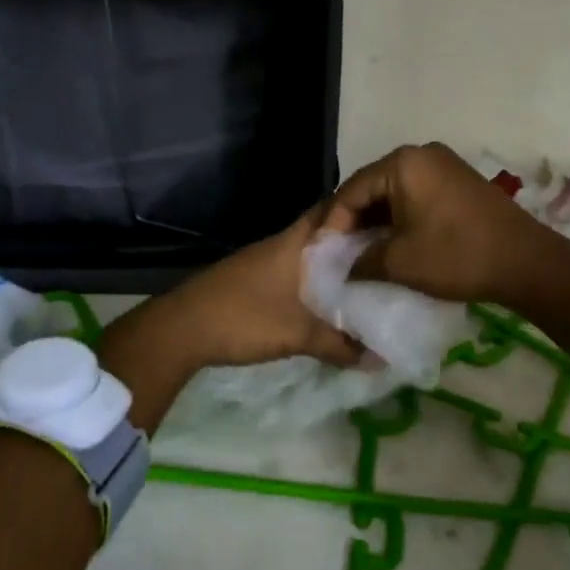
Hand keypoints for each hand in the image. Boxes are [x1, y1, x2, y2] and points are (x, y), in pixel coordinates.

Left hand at [156, 209, 367, 369]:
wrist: (181, 329)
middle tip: (385, 255)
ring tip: (364, 279)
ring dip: (330, 264)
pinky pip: (291, 271)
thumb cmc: (244, 318)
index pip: (332, 210)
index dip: (360, 212)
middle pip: (322, 233)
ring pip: (306, 255)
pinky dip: (310, 280)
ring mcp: (261, 261)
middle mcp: (279, 244)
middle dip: (351, 242)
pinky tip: (323, 300)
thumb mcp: (297, 334)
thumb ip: (339, 345)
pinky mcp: (251, 279)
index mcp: (293, 242)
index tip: (389, 221)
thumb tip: (381, 358)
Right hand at [320, 142, 556, 306]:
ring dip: (378, 220)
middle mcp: (422, 154)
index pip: (352, 190)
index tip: (323, 253)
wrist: (526, 263)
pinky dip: (401, 217)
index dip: (334, 223)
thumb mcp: (400, 262)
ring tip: (363, 252)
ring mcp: (444, 165)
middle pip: (373, 186)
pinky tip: (394, 242)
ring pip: (395, 192)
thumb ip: (361, 261)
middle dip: (355, 220)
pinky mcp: (459, 181)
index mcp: (403, 163)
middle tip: (340, 252)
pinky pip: (417, 194)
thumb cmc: (457, 257)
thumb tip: (344, 267)